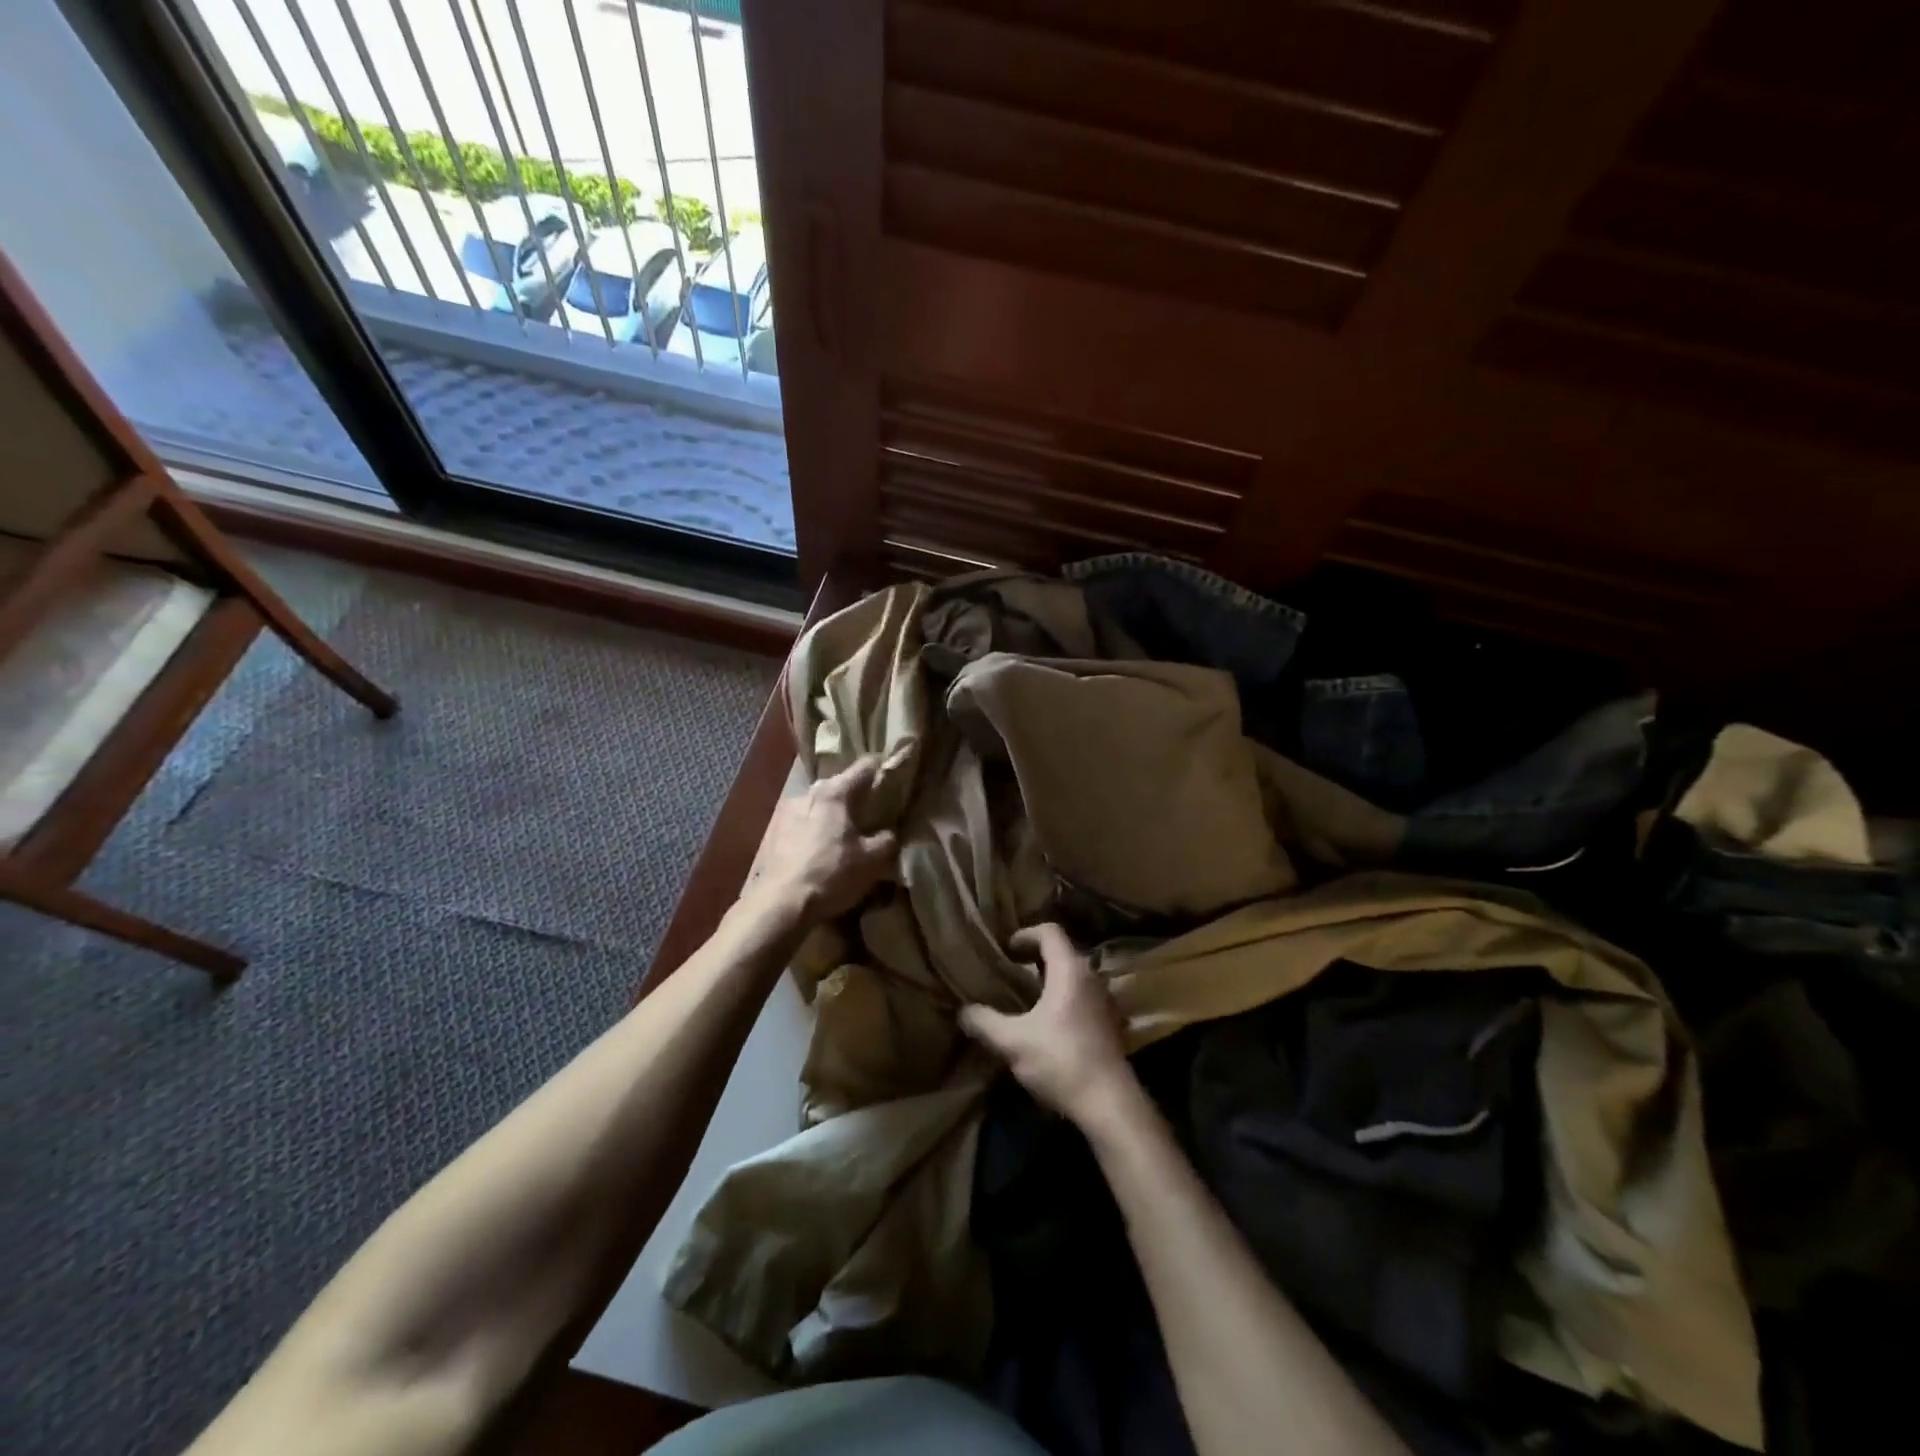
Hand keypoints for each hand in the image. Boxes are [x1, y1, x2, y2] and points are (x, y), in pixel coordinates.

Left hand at [740, 755, 897, 926]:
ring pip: (818, 805)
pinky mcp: (772, 833)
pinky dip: (814, 831)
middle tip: (871, 813)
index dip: (882, 769)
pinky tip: (820, 851)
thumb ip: (887, 840)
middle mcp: (808, 793)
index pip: (864, 767)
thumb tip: (890, 833)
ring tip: (844, 835)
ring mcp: (785, 812)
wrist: (780, 904)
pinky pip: (802, 823)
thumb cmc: (831, 874)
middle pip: (839, 785)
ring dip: (832, 815)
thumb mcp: (873, 861)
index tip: (894, 777)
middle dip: (855, 796)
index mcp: (834, 792)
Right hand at [961, 923, 1136, 1125]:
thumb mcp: (1012, 1042)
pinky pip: (1083, 998)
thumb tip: (963, 1011)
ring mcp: (1105, 1001)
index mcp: (1070, 970)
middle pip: (1063, 952)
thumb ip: (985, 1022)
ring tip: (1026, 999)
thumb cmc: (1060, 1060)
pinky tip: (1047, 1025)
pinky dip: (1063, 1000)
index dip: (1026, 934)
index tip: (1007, 950)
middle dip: (1035, 958)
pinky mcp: (1110, 1025)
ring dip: (1050, 981)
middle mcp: (1091, 978)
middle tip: (1010, 972)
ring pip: (1074, 977)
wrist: (1109, 1104)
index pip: (1050, 932)